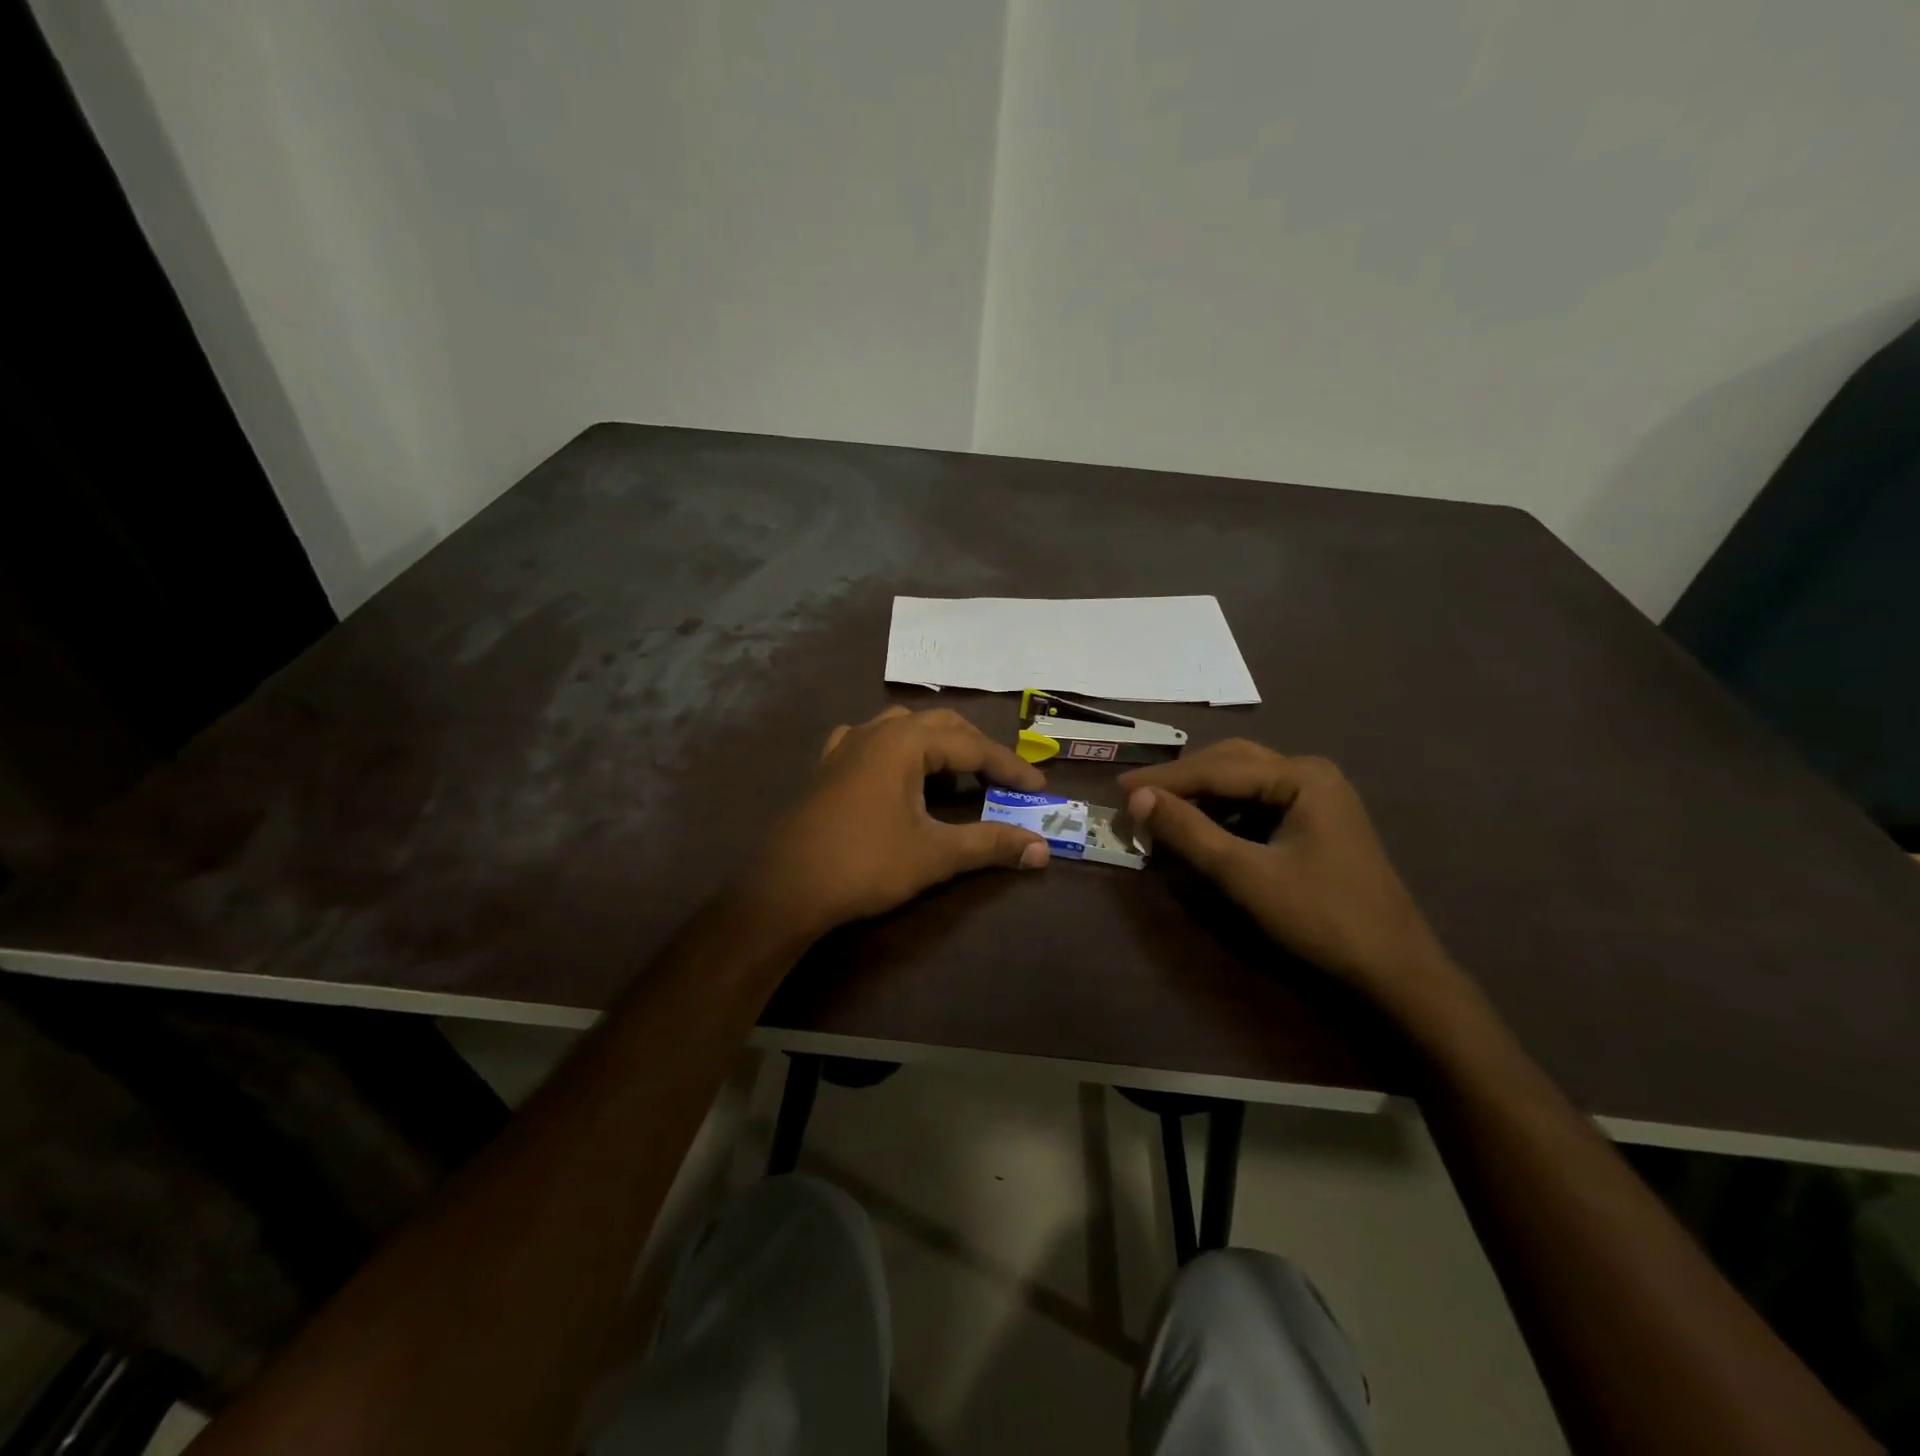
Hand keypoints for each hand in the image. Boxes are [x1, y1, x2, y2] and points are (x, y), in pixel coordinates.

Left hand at [742, 706, 1050, 939]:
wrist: (787, 887)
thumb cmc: (865, 865)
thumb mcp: (935, 855)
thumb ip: (990, 845)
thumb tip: (1041, 850)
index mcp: (905, 743)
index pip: (971, 745)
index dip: (1008, 767)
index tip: (1037, 788)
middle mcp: (876, 732)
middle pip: (940, 725)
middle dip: (976, 748)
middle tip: (1002, 779)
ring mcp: (846, 745)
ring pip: (903, 728)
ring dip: (937, 745)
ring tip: (956, 773)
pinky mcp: (827, 766)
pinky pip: (870, 741)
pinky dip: (896, 750)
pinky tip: (896, 770)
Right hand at [1120, 740, 1453, 1003]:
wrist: (1394, 970)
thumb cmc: (1321, 918)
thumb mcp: (1245, 875)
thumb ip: (1189, 832)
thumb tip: (1136, 799)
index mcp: (1302, 776)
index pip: (1217, 768)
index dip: (1164, 779)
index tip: (1118, 789)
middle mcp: (1310, 774)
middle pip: (1230, 763)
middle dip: (1181, 780)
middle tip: (1136, 796)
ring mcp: (1316, 797)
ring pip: (1242, 782)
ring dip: (1200, 795)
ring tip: (1159, 811)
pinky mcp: (1314, 822)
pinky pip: (1256, 804)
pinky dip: (1222, 813)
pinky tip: (1200, 829)